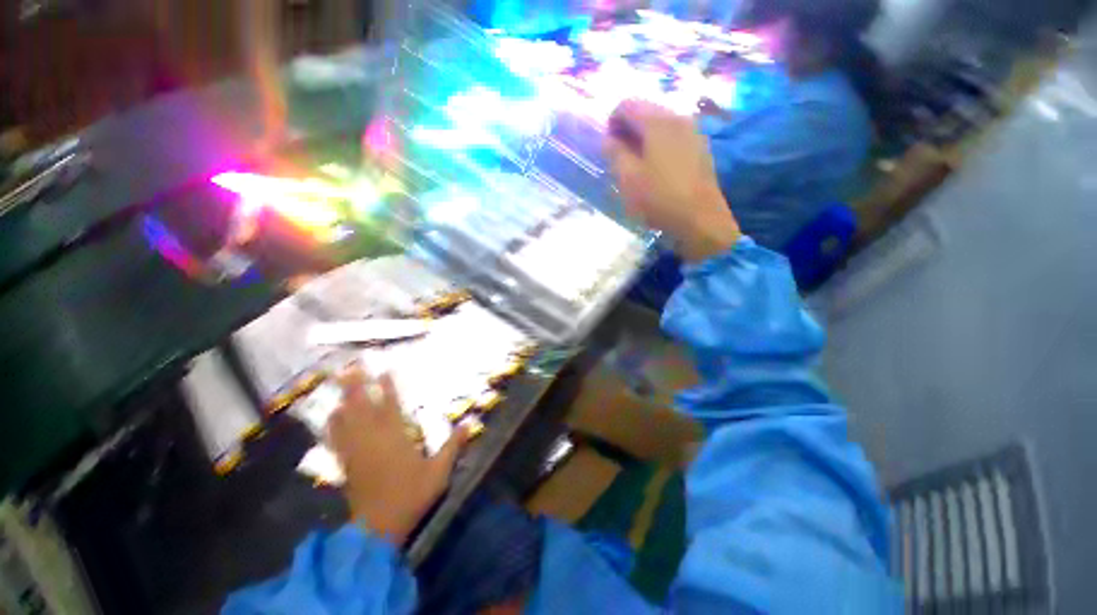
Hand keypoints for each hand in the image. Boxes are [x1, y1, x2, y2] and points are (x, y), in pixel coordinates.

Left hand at [327, 366, 466, 545]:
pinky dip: (334, 424)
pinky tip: (331, 415)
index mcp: (396, 438)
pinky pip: (337, 438)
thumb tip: (471, 423)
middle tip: (351, 367)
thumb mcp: (439, 472)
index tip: (384, 369)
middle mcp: (373, 439)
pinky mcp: (346, 463)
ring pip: (347, 419)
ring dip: (343, 399)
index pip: (391, 406)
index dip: (387, 387)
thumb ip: (453, 446)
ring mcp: (357, 450)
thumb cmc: (411, 496)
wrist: (378, 528)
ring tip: (339, 382)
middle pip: (363, 407)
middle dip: (357, 385)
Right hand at [605, 100, 741, 261]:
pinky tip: (656, 167)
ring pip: (660, 123)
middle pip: (645, 110)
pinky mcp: (700, 146)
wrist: (700, 219)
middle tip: (619, 155)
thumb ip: (614, 153)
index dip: (611, 122)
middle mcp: (677, 117)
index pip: (626, 105)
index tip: (607, 146)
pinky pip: (673, 135)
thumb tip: (608, 139)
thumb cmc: (659, 198)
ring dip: (643, 137)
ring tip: (636, 163)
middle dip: (627, 129)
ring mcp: (692, 130)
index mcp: (657, 122)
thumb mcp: (628, 178)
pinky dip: (659, 143)